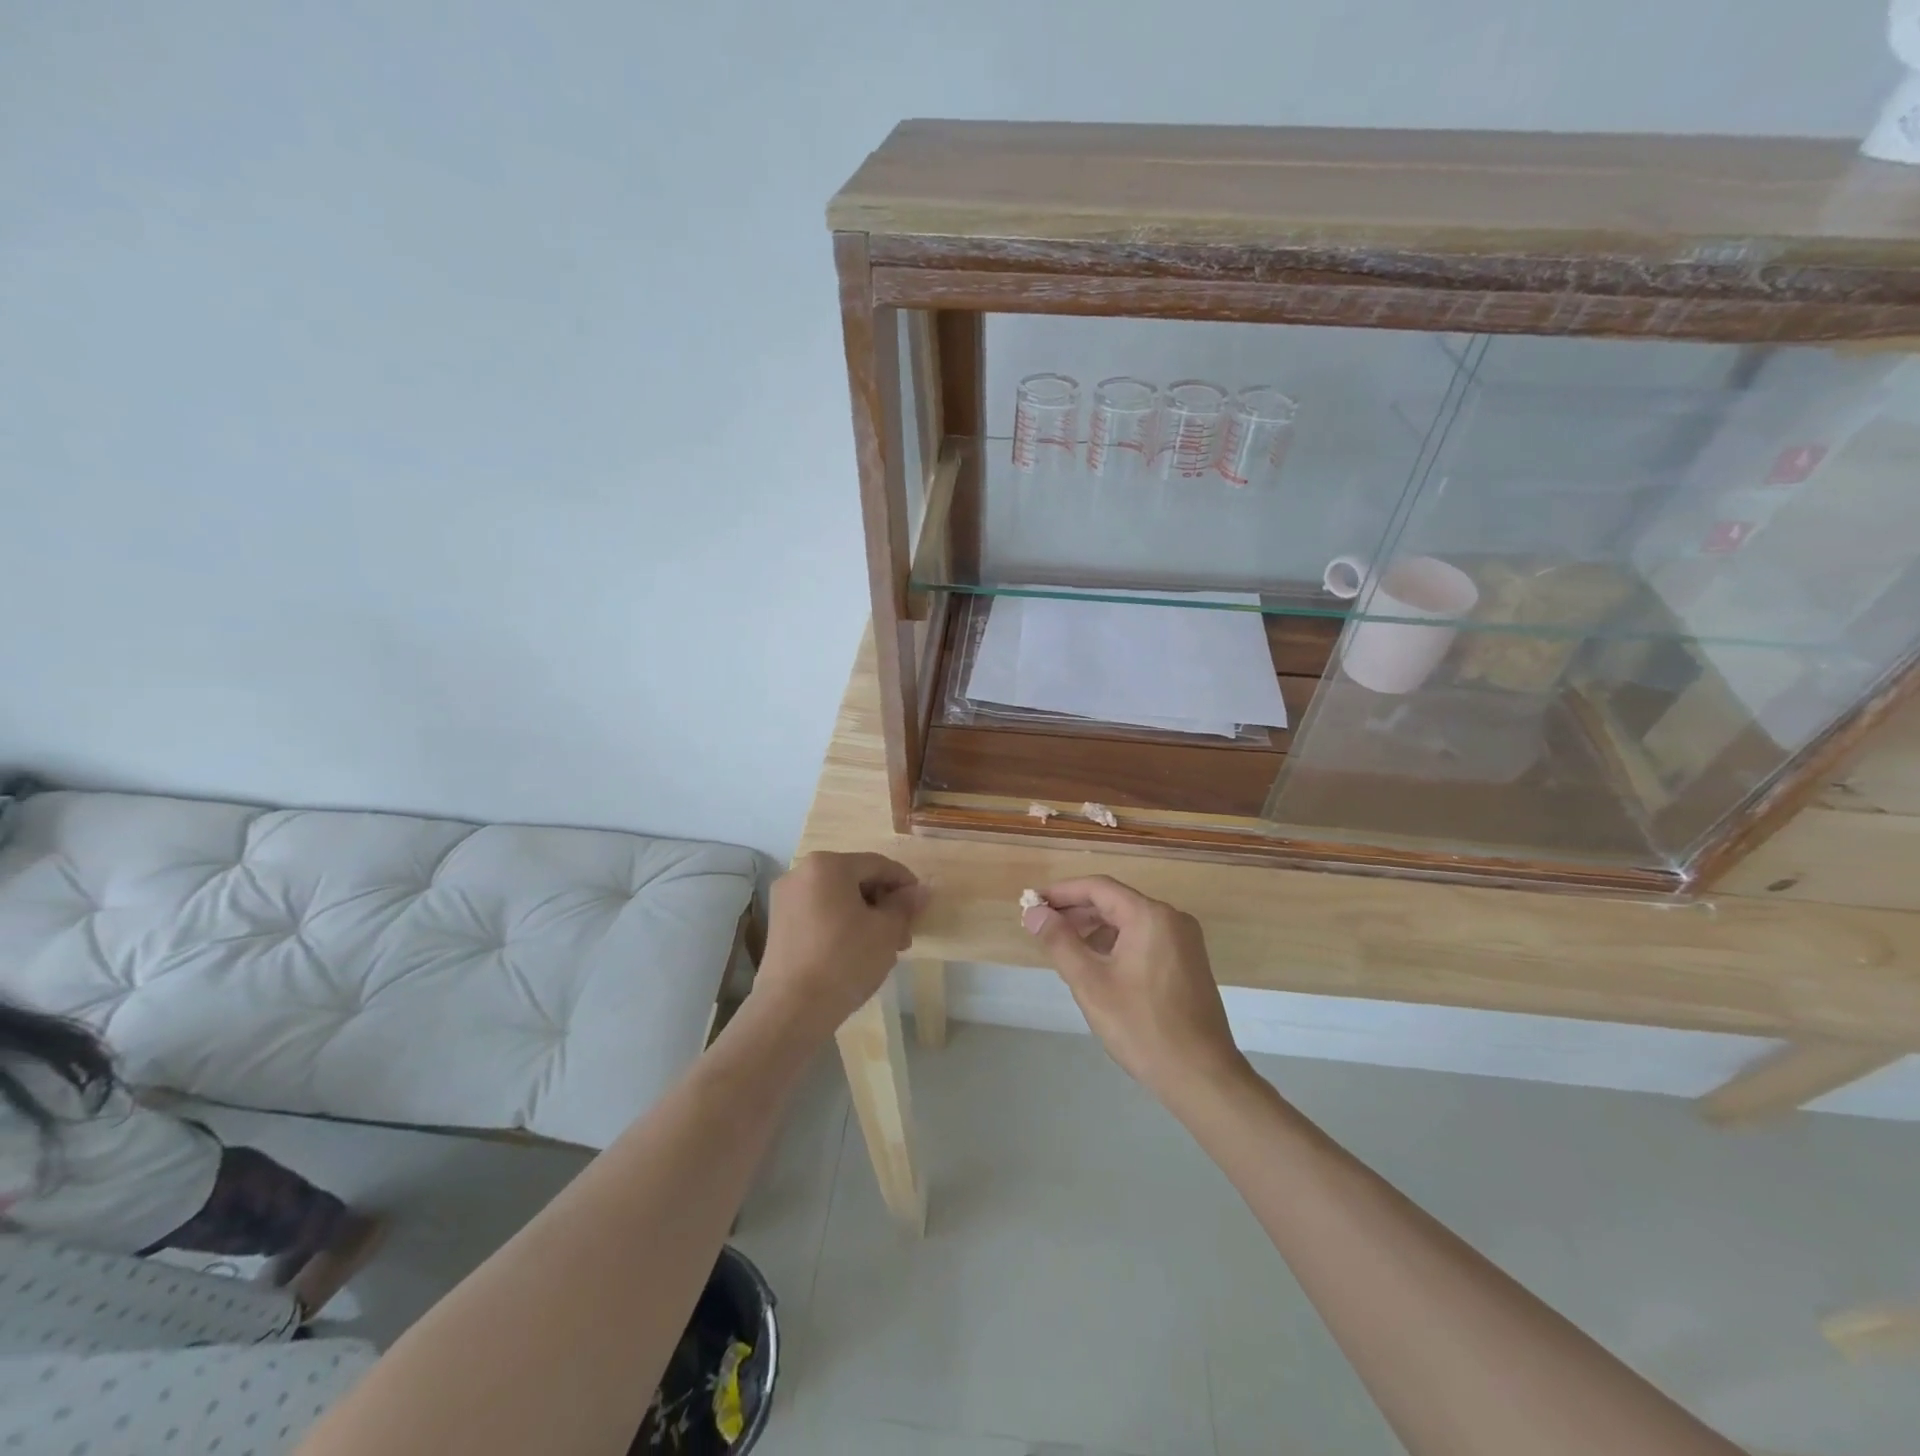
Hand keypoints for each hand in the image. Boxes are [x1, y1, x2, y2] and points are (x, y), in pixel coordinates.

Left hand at [757, 852, 926, 1036]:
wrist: (791, 1009)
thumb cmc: (844, 960)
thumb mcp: (886, 931)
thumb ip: (905, 905)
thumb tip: (920, 891)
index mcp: (827, 865)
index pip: (877, 864)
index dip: (905, 882)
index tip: (922, 905)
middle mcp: (801, 873)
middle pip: (856, 880)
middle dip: (884, 904)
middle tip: (904, 935)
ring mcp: (785, 899)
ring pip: (838, 898)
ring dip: (865, 916)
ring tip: (884, 948)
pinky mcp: (778, 924)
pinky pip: (819, 913)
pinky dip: (841, 924)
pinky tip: (857, 951)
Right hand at [1023, 876, 1245, 1103]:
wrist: (1201, 1076)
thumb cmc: (1142, 1027)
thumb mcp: (1091, 983)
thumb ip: (1060, 941)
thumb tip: (1035, 912)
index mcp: (1150, 916)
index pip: (1098, 887)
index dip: (1061, 892)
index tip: (1032, 902)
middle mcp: (1172, 919)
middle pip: (1115, 901)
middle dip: (1076, 911)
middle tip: (1041, 925)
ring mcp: (1184, 941)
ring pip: (1129, 921)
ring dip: (1095, 928)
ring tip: (1064, 947)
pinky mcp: (1188, 962)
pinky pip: (1145, 938)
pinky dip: (1117, 943)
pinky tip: (1097, 964)